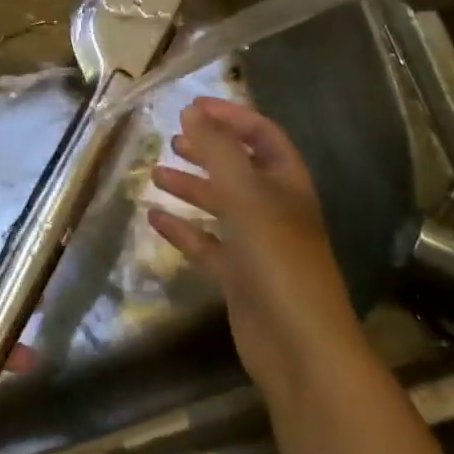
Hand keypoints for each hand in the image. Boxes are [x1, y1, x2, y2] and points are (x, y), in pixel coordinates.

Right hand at [149, 98, 367, 399]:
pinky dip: (182, 229)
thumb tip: (192, 110)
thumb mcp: (246, 192)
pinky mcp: (238, 276)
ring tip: (155, 174)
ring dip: (190, 187)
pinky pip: (206, 243)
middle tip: (174, 139)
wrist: (299, 346)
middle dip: (208, 149)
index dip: (230, 116)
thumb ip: (217, 149)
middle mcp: (273, 207)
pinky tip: (153, 218)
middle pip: (239, 167)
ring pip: (220, 204)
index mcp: (287, 181)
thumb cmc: (277, 257)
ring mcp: (256, 243)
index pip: (261, 134)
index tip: (192, 107)